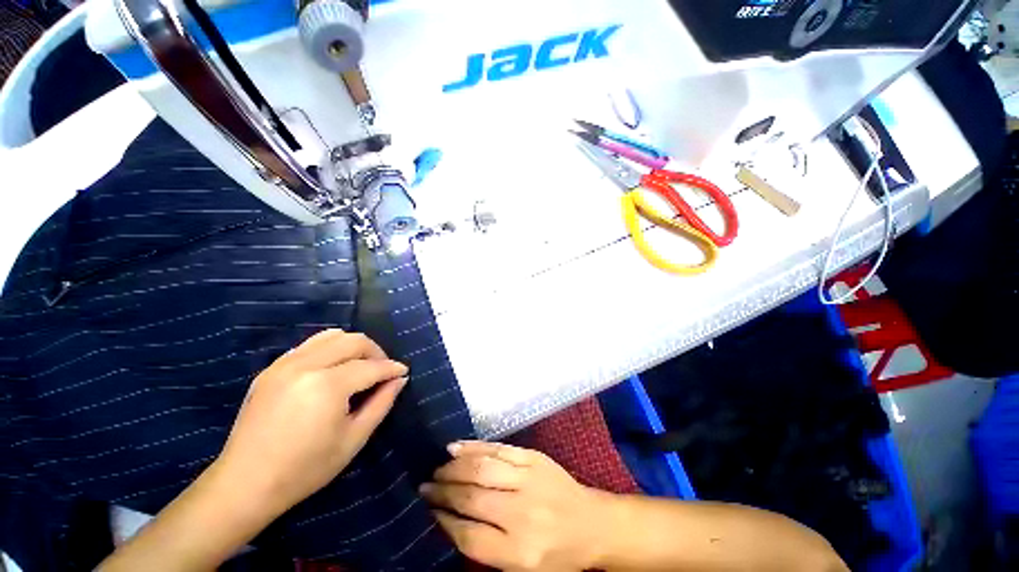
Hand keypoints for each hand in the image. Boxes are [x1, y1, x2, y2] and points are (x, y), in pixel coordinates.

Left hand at [215, 329, 407, 517]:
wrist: (245, 484)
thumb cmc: (305, 469)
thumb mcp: (353, 439)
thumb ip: (381, 403)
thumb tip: (399, 379)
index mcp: (327, 386)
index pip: (371, 366)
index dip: (392, 368)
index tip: (403, 372)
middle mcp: (306, 365)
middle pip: (353, 341)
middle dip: (376, 352)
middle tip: (383, 370)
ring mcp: (284, 364)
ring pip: (331, 336)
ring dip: (353, 346)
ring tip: (360, 365)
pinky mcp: (271, 369)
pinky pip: (310, 345)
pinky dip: (330, 349)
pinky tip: (333, 369)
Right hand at [422, 442, 608, 570]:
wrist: (591, 523)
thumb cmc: (556, 554)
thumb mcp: (522, 568)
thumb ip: (486, 547)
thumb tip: (449, 519)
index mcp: (519, 552)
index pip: (468, 536)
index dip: (442, 520)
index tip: (427, 510)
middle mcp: (522, 514)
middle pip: (471, 498)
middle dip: (442, 491)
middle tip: (424, 485)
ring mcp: (530, 479)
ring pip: (482, 468)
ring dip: (454, 467)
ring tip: (437, 467)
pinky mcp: (534, 458)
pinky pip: (498, 449)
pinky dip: (474, 447)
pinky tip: (456, 448)